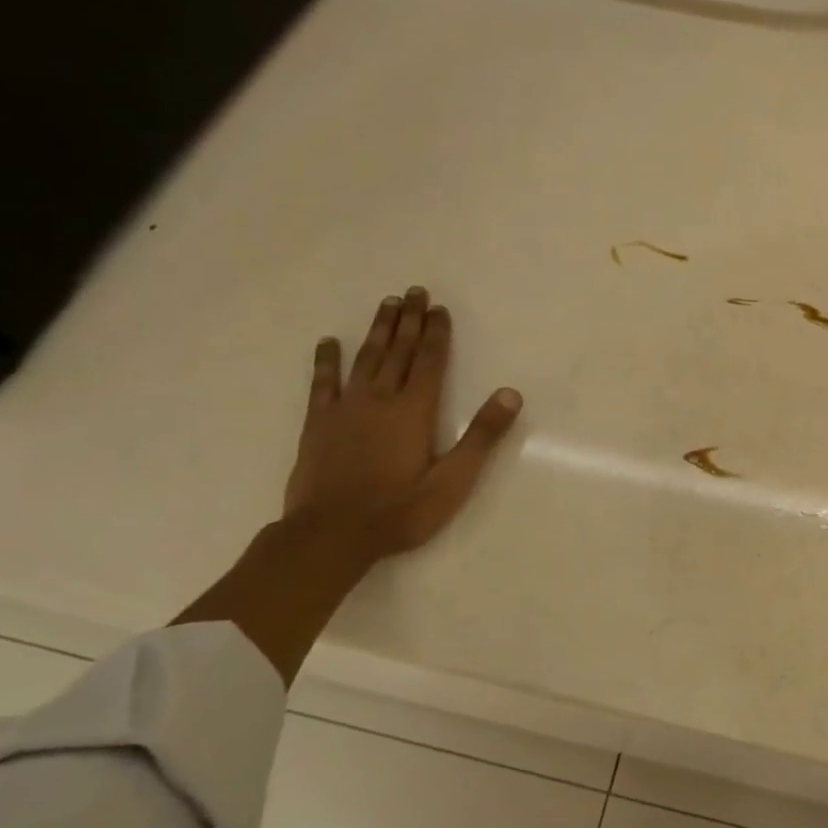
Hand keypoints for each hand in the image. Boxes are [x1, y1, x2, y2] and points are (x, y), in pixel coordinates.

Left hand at [283, 287, 522, 558]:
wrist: (330, 537)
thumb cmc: (399, 511)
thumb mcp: (453, 481)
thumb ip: (482, 436)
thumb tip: (510, 394)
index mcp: (414, 410)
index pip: (430, 361)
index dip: (436, 333)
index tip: (439, 308)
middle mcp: (380, 399)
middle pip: (398, 351)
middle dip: (409, 320)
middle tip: (414, 291)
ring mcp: (345, 409)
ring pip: (365, 358)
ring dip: (378, 330)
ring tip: (386, 304)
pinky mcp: (318, 424)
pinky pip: (322, 383)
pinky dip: (326, 361)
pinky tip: (329, 343)